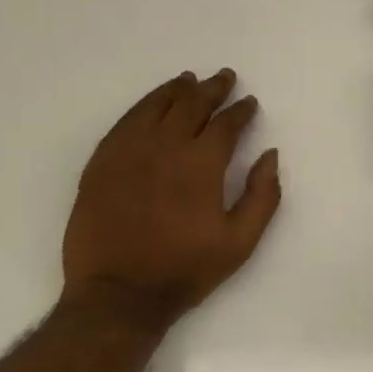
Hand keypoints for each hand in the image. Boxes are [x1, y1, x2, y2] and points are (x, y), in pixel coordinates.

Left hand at [62, 70, 281, 329]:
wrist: (119, 293)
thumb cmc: (185, 269)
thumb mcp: (240, 242)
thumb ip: (263, 195)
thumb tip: (270, 155)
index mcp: (201, 164)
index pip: (226, 124)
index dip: (241, 110)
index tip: (249, 103)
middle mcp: (165, 146)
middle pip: (191, 104)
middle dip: (212, 89)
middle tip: (224, 78)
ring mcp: (129, 151)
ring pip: (156, 106)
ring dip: (176, 90)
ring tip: (188, 80)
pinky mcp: (102, 162)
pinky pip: (126, 122)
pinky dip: (143, 106)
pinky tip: (151, 104)